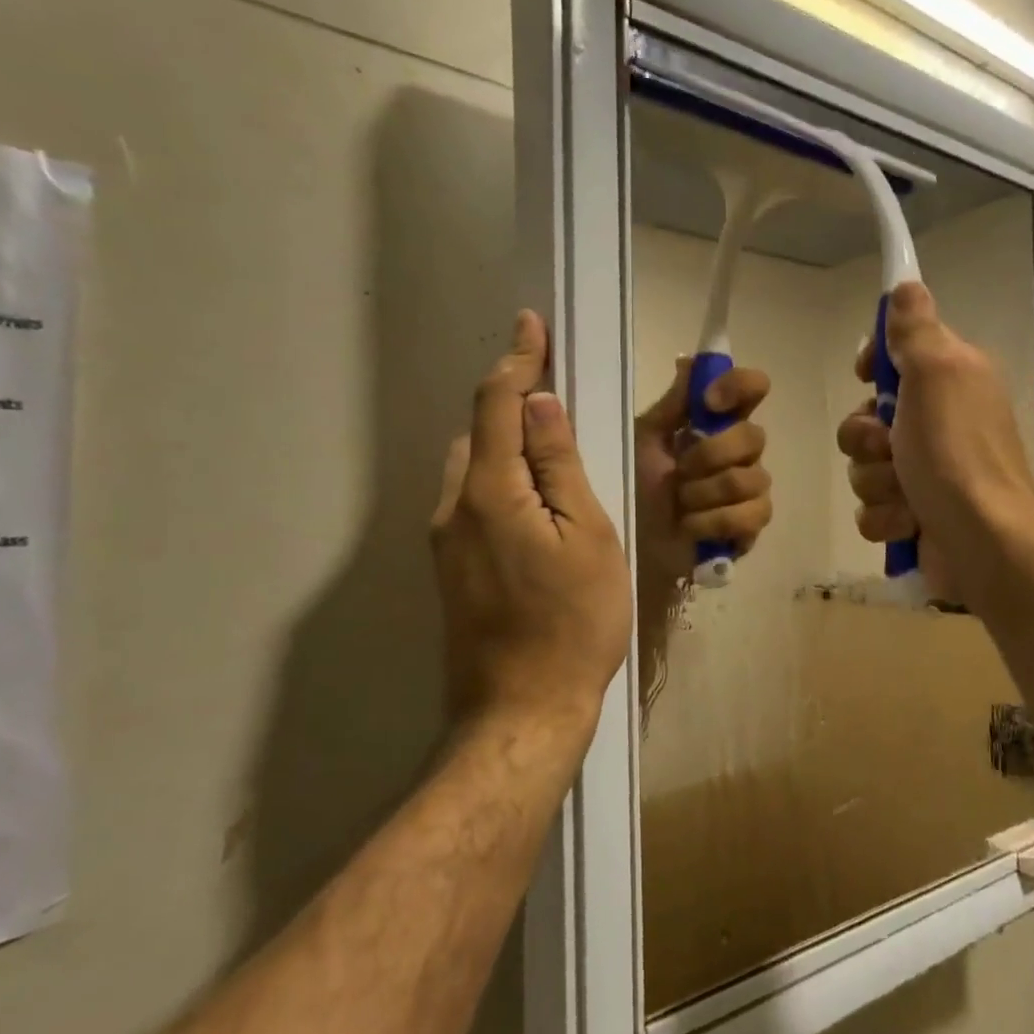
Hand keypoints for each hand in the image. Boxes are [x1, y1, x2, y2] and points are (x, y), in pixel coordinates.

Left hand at [432, 311, 630, 730]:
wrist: (523, 709)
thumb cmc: (574, 623)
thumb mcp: (588, 537)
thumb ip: (559, 466)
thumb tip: (540, 403)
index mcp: (490, 492)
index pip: (498, 404)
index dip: (517, 359)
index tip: (531, 324)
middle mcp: (453, 507)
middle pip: (479, 432)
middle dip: (511, 400)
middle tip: (557, 390)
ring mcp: (445, 541)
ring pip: (473, 467)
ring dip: (505, 442)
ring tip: (551, 445)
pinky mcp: (451, 567)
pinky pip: (472, 499)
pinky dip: (500, 478)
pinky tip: (534, 499)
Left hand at [635, 359, 773, 585]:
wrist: (635, 541)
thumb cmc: (637, 486)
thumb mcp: (645, 439)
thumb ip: (672, 404)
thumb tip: (690, 360)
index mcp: (717, 423)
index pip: (752, 388)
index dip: (739, 387)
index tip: (709, 403)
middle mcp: (742, 451)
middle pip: (754, 436)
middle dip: (709, 456)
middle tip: (679, 471)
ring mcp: (752, 488)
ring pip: (749, 478)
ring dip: (704, 494)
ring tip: (681, 505)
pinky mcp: (752, 524)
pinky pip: (750, 514)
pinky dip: (712, 521)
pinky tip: (691, 527)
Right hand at [837, 282, 1033, 604]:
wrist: (980, 541)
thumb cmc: (956, 453)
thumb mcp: (937, 374)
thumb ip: (916, 330)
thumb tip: (906, 284)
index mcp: (951, 381)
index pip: (897, 354)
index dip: (875, 364)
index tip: (868, 375)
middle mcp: (938, 422)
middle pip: (867, 417)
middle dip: (867, 438)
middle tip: (891, 447)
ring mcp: (924, 472)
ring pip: (864, 465)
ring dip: (876, 482)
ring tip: (906, 494)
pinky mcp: (913, 514)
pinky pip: (872, 507)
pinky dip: (886, 517)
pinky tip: (908, 523)